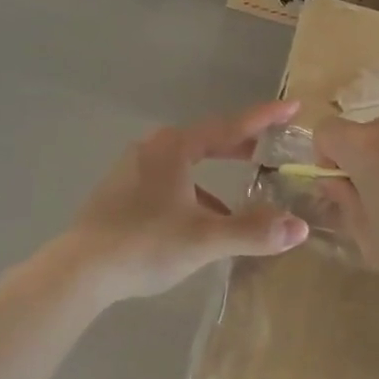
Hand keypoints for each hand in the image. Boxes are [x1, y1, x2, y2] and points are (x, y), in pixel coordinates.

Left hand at [63, 101, 309, 304]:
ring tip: (239, 196)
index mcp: (174, 148)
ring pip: (186, 162)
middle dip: (240, 144)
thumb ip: (253, 231)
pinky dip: (193, 191)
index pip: (230, 127)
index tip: (292, 106)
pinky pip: (169, 180)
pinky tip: (200, 221)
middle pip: (206, 140)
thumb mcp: (205, 239)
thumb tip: (299, 228)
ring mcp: (132, 169)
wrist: (79, 271)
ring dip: (215, 173)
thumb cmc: (145, 244)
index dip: (264, 118)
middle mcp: (153, 149)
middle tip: (269, 147)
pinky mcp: (121, 192)